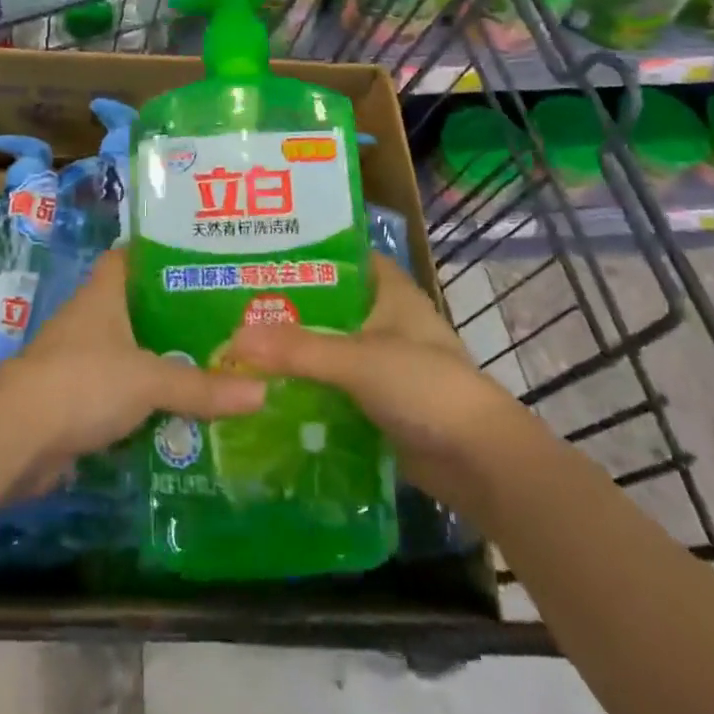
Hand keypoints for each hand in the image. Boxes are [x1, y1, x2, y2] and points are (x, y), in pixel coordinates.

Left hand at [0, 250, 265, 506]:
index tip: (200, 257)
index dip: (160, 253)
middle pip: (137, 306)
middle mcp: (90, 319)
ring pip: (131, 352)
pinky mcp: (75, 401)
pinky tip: (180, 410)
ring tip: (214, 361)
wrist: (16, 437)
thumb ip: (202, 386)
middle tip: (225, 316)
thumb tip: (262, 392)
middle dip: (175, 313)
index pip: (131, 256)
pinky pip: (121, 393)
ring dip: (163, 360)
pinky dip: (146, 401)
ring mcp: (80, 360)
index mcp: (103, 294)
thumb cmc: (83, 381)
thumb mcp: (149, 379)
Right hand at [223, 254, 544, 517]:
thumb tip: (234, 339)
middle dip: (289, 306)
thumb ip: (297, 349)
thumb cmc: (425, 387)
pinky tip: (268, 390)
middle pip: (330, 304)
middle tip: (235, 302)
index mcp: (390, 291)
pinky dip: (308, 387)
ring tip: (240, 344)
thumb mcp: (357, 360)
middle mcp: (387, 320)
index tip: (261, 251)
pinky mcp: (381, 403)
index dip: (307, 250)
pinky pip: (335, 387)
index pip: (344, 255)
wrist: (480, 463)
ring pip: (330, 347)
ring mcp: (385, 363)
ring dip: (296, 350)